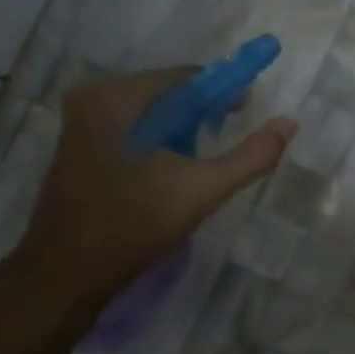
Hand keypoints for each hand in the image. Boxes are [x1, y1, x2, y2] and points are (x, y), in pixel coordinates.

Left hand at [10, 68, 294, 304]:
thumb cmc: (133, 226)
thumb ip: (251, 156)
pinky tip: (172, 173)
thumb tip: (289, 123)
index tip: (248, 113)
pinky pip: (133, 130)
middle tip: (226, 143)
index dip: (224, 92)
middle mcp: (93, 98)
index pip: (187, 77)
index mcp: (116, 97)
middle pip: (168, 93)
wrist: (64, 276)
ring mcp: (81, 123)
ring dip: (183, 132)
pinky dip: (159, 143)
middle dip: (203, 114)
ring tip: (200, 164)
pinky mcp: (79, 147)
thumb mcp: (202, 190)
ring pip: (152, 114)